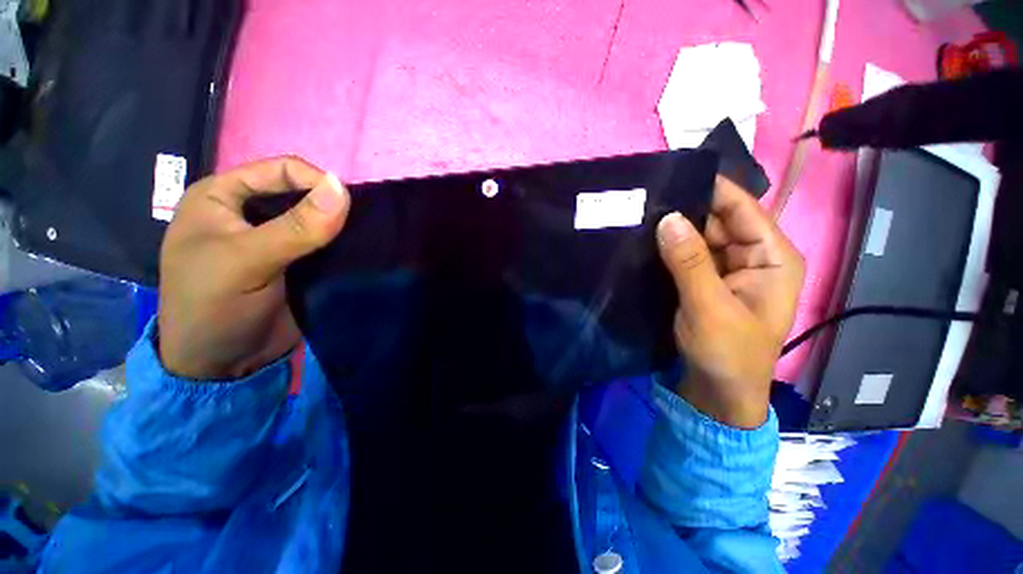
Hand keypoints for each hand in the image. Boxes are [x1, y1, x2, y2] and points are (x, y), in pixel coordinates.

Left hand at [158, 156, 349, 379]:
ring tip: (365, 239)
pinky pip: (326, 246)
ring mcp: (275, 240)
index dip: (317, 181)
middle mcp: (250, 213)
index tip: (349, 205)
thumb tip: (342, 187)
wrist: (222, 364)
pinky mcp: (296, 264)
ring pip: (319, 221)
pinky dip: (343, 247)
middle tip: (361, 226)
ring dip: (342, 229)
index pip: (281, 170)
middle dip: (333, 207)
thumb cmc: (214, 307)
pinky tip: (359, 253)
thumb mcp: (246, 262)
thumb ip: (294, 226)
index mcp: (224, 197)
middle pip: (303, 194)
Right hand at [657, 176, 804, 428]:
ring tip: (641, 216)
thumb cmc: (727, 353)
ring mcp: (727, 270)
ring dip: (674, 231)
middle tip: (647, 200)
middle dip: (686, 211)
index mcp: (772, 257)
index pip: (742, 209)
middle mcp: (753, 257)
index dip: (711, 190)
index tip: (673, 175)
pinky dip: (670, 249)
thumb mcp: (709, 306)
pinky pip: (688, 256)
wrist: (717, 392)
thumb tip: (668, 217)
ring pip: (700, 238)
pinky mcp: (706, 282)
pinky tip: (648, 241)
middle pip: (719, 221)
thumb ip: (689, 261)